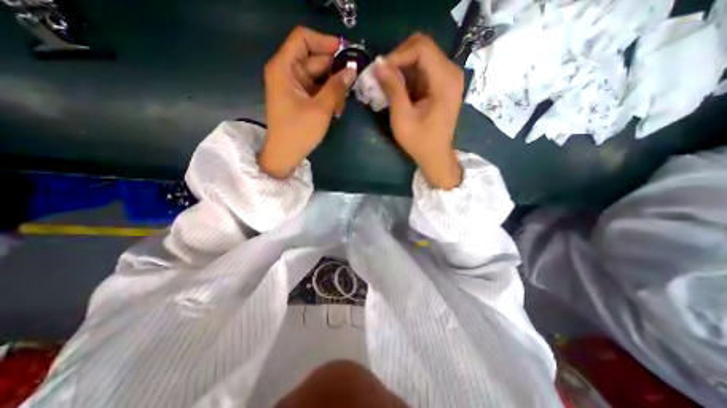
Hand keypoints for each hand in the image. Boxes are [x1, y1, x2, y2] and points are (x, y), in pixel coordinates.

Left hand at [259, 25, 357, 177]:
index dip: (325, 42)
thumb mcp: (321, 108)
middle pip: (313, 59)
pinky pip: (316, 89)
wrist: (285, 155)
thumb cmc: (299, 132)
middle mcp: (286, 72)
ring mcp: (293, 86)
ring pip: (318, 76)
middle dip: (334, 71)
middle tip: (352, 83)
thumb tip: (352, 70)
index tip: (346, 52)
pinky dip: (327, 96)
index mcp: (284, 68)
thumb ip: (337, 87)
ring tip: (342, 104)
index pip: (303, 38)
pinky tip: (336, 109)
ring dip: (333, 87)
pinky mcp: (298, 98)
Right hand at [375, 32, 464, 189]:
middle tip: (383, 77)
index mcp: (444, 81)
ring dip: (402, 68)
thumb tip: (378, 64)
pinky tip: (399, 90)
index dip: (398, 55)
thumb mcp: (402, 118)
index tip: (381, 71)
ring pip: (422, 57)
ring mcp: (449, 77)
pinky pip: (424, 69)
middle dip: (398, 59)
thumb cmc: (420, 141)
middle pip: (422, 47)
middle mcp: (451, 72)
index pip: (421, 48)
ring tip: (387, 85)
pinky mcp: (443, 84)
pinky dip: (408, 76)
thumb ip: (392, 89)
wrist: (436, 156)